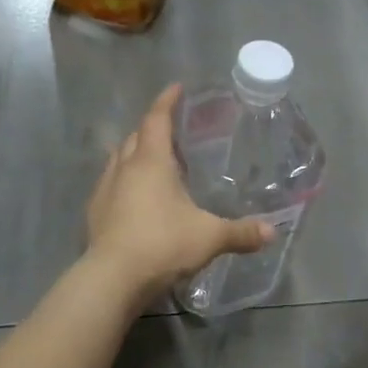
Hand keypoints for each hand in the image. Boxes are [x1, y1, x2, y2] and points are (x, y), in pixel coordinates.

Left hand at [85, 84, 274, 302]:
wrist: (113, 278)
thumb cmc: (163, 244)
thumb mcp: (209, 237)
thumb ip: (241, 233)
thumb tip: (272, 233)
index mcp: (150, 162)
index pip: (156, 119)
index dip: (167, 101)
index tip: (177, 88)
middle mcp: (123, 168)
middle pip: (135, 137)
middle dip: (152, 129)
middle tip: (171, 131)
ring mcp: (104, 191)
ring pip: (118, 161)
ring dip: (134, 155)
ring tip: (154, 163)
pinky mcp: (94, 215)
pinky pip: (110, 187)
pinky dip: (124, 184)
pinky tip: (135, 199)